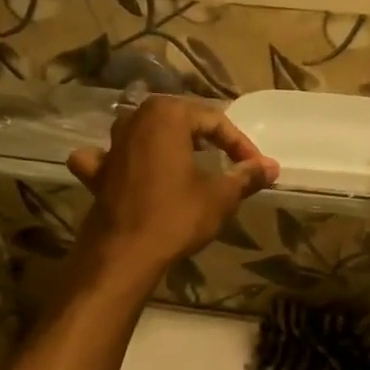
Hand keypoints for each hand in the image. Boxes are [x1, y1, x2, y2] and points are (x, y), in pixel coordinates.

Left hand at [67, 97, 277, 280]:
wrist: (124, 254)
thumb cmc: (176, 217)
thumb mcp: (221, 196)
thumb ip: (246, 176)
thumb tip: (272, 167)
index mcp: (167, 115)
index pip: (214, 121)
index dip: (240, 144)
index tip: (257, 167)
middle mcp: (135, 119)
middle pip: (181, 121)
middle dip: (208, 139)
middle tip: (231, 161)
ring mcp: (111, 144)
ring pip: (146, 133)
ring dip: (168, 143)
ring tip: (189, 160)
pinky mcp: (97, 171)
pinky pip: (111, 157)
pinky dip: (123, 161)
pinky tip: (131, 171)